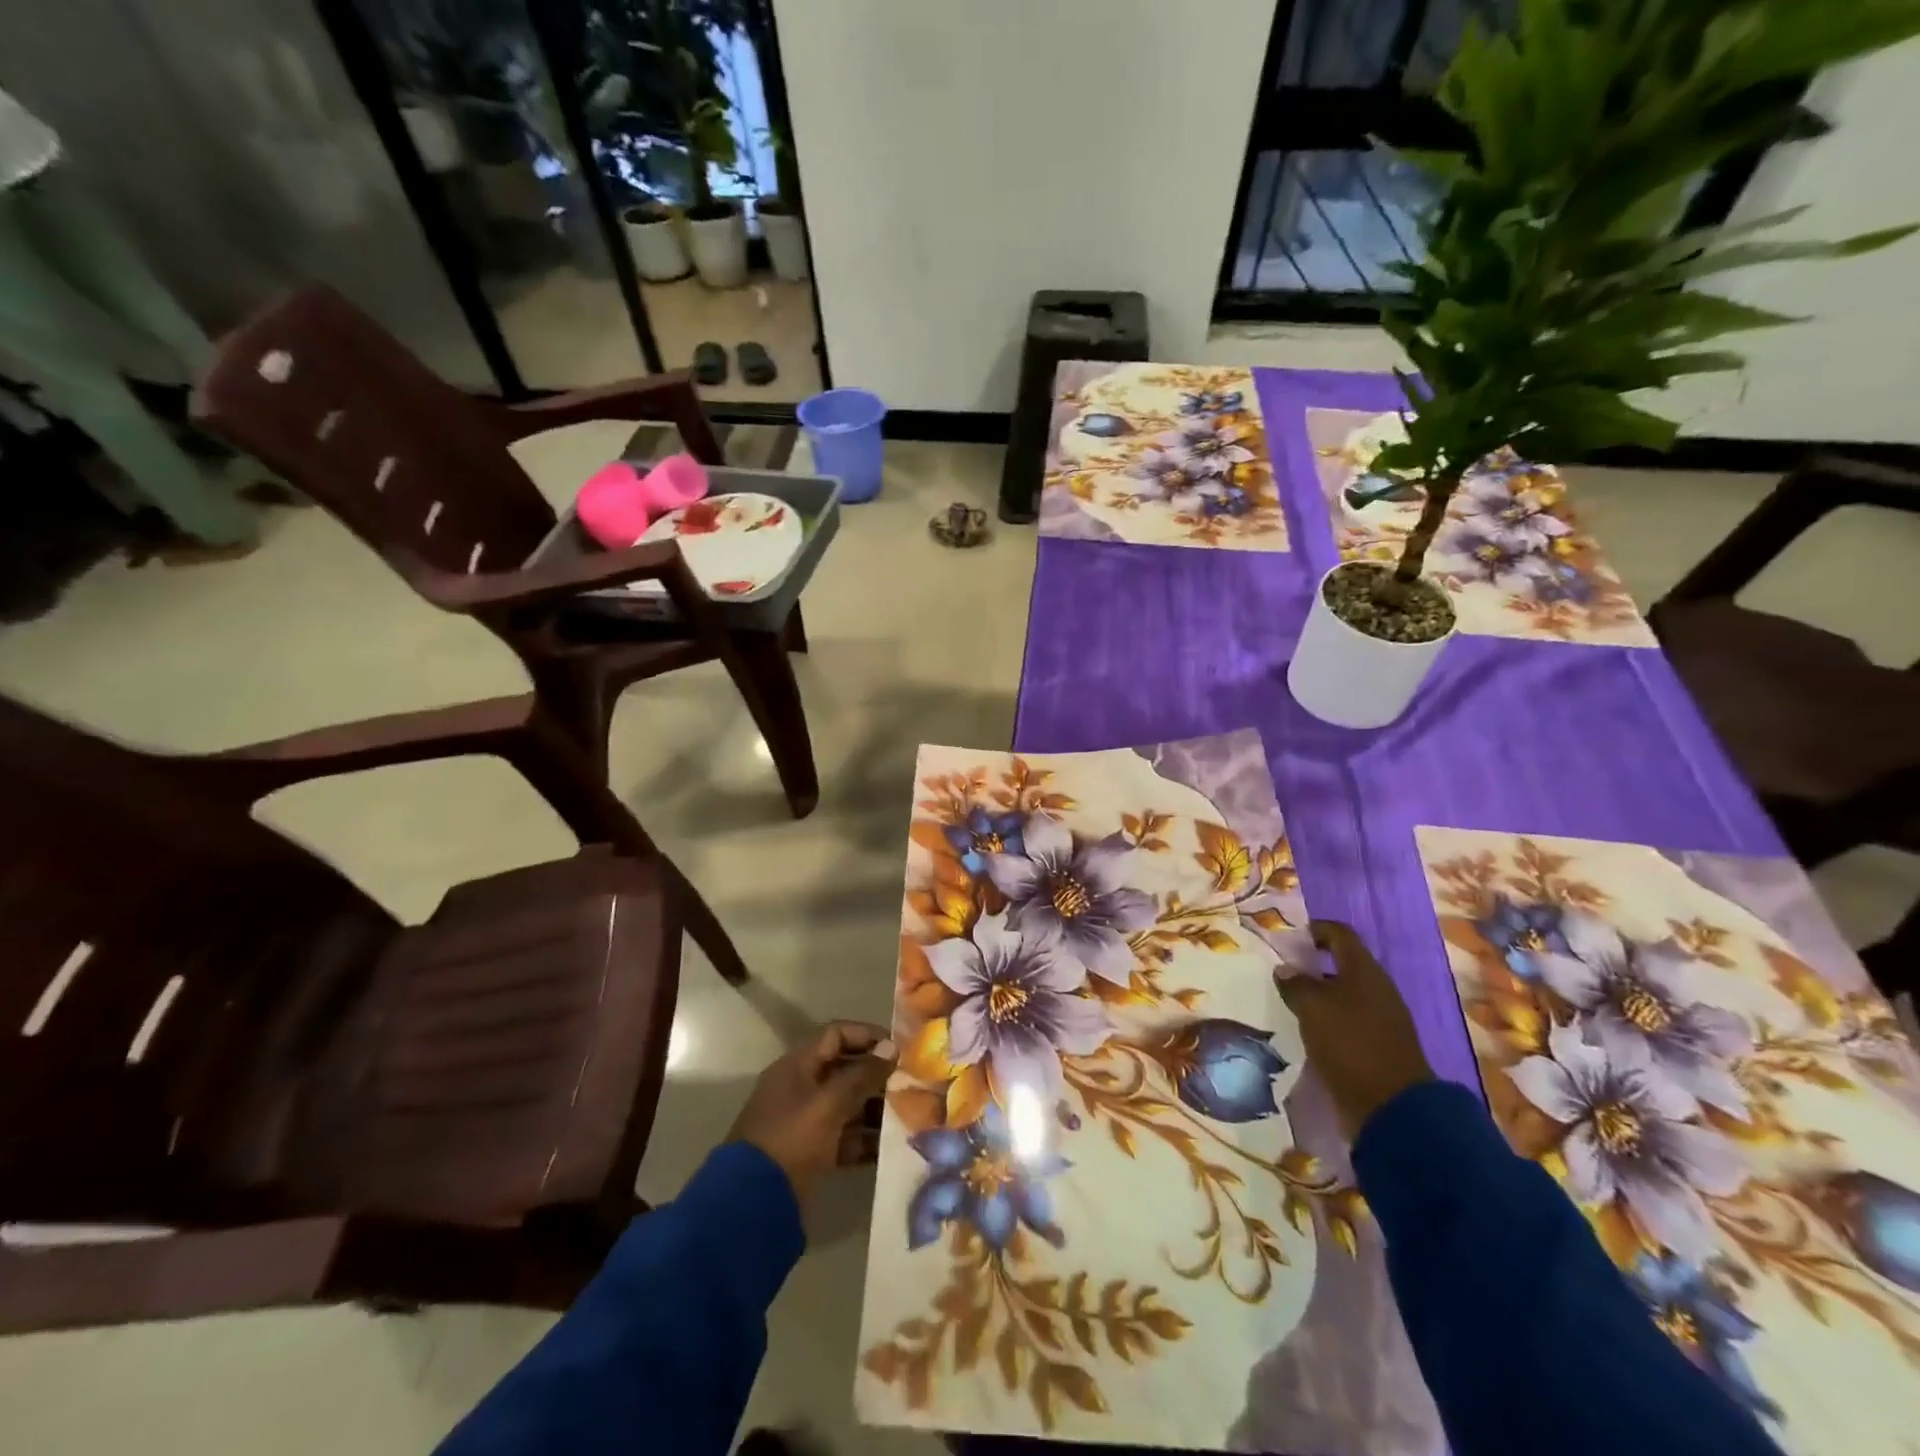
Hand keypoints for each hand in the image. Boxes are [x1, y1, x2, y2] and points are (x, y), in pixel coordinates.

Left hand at [728, 1021, 896, 1203]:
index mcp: (797, 1066)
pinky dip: (865, 1140)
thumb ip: (862, 1075)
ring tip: (907, 1117)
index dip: (867, 1036)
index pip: (836, 1034)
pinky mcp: (811, 1153)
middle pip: (844, 1070)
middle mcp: (801, 1087)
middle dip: (876, 1076)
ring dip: (874, 1109)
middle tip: (909, 1085)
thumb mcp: (829, 1103)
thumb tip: (892, 1048)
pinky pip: (844, 1137)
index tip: (898, 1049)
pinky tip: (890, 1148)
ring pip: (847, 1105)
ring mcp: (805, 1121)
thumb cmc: (792, 1139)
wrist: (753, 1203)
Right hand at [1275, 921, 1433, 1141]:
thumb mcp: (1311, 1005)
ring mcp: (1381, 1018)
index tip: (1290, 938)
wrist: (1391, 1105)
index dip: (1315, 929)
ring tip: (1289, 1003)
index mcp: (1364, 970)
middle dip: (1312, 964)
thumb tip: (1286, 970)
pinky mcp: (1378, 1044)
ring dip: (1318, 994)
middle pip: (1342, 964)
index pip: (1340, 933)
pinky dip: (1328, 1019)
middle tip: (1283, 972)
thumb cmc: (1349, 1042)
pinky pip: (1348, 1020)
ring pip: (1344, 993)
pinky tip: (1308, 1030)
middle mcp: (1376, 988)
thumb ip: (1295, 983)